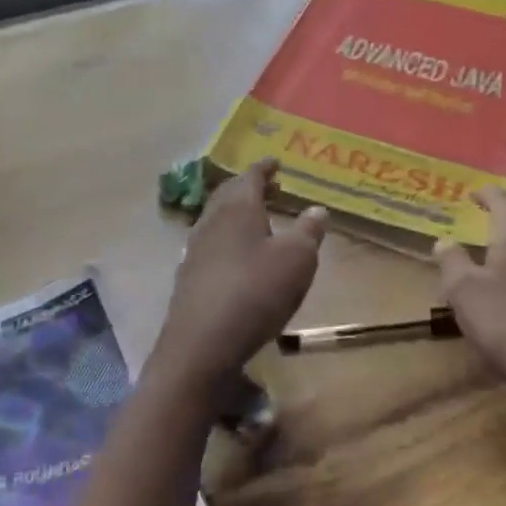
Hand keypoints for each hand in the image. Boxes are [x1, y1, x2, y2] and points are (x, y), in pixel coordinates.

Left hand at [150, 160, 326, 392]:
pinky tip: (235, 257)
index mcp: (237, 208)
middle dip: (247, 187)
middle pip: (227, 195)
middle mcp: (211, 221)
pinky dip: (226, 240)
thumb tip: (317, 209)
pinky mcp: (189, 278)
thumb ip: (308, 232)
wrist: (202, 343)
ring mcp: (194, 250)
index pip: (250, 176)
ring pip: (215, 219)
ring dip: (235, 213)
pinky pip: (210, 245)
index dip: (264, 167)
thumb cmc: (256, 291)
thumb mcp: (297, 260)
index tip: (275, 162)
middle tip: (267, 186)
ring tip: (255, 219)